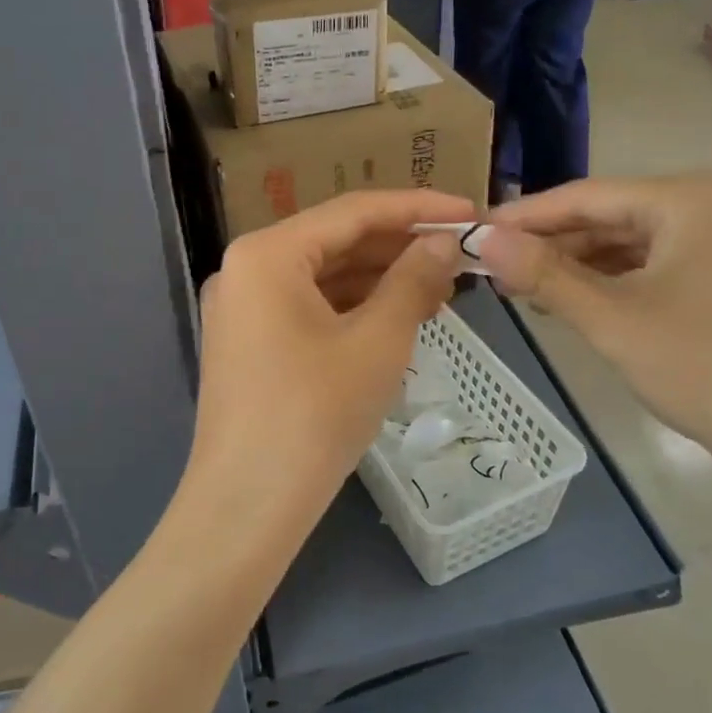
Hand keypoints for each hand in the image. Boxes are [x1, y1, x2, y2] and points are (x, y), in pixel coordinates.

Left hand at [182, 191, 469, 555]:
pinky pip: (308, 309)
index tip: (468, 211)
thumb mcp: (377, 341)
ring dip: (380, 280)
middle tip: (460, 256)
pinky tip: (398, 317)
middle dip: (399, 248)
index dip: (416, 208)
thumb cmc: (315, 414)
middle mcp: (246, 269)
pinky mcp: (249, 344)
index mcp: (267, 253)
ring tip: (441, 288)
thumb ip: (413, 280)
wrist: (248, 505)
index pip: (353, 212)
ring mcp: (243, 309)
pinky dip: (353, 309)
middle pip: (335, 241)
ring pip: (323, 278)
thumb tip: (444, 243)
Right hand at [481, 174, 711, 476]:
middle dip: (556, 246)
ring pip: (642, 243)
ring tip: (533, 292)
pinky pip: (670, 264)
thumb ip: (544, 273)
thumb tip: (481, 238)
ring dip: (586, 266)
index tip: (476, 232)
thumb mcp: (612, 319)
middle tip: (499, 271)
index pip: (589, 195)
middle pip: (617, 216)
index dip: (526, 216)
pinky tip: (587, 302)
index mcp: (696, 196)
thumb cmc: (707, 367)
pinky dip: (625, 282)